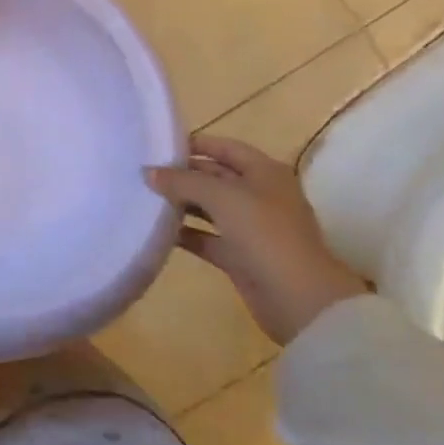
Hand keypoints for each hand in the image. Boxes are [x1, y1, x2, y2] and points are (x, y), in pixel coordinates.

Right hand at [145, 135, 367, 344]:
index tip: (158, 145)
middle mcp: (259, 195)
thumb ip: (182, 181)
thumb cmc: (265, 233)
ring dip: (181, 204)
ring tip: (145, 197)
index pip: (225, 147)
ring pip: (209, 208)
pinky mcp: (241, 256)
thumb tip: (148, 172)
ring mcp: (251, 228)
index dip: (194, 144)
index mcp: (264, 172)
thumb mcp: (221, 197)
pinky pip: (207, 238)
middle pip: (215, 176)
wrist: (300, 300)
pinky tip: (157, 231)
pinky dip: (186, 234)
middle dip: (183, 174)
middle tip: (144, 173)